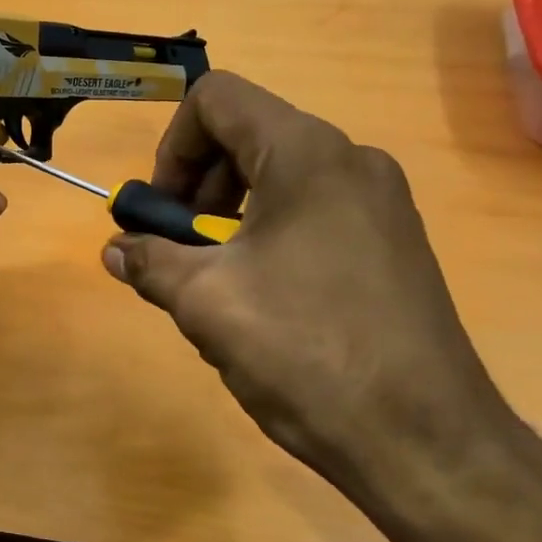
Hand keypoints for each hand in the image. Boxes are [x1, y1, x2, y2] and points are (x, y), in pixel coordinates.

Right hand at [101, 72, 515, 492]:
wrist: (427, 443)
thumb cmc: (305, 351)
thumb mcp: (205, 302)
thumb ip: (148, 261)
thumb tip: (115, 249)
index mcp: (306, 153)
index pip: (217, 98)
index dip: (171, 145)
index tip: (161, 211)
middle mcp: (351, 160)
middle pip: (248, 136)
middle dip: (196, 186)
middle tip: (177, 249)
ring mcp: (381, 203)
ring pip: (278, 178)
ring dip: (227, 217)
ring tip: (215, 284)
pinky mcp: (394, 243)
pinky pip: (312, 213)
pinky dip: (268, 236)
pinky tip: (261, 302)